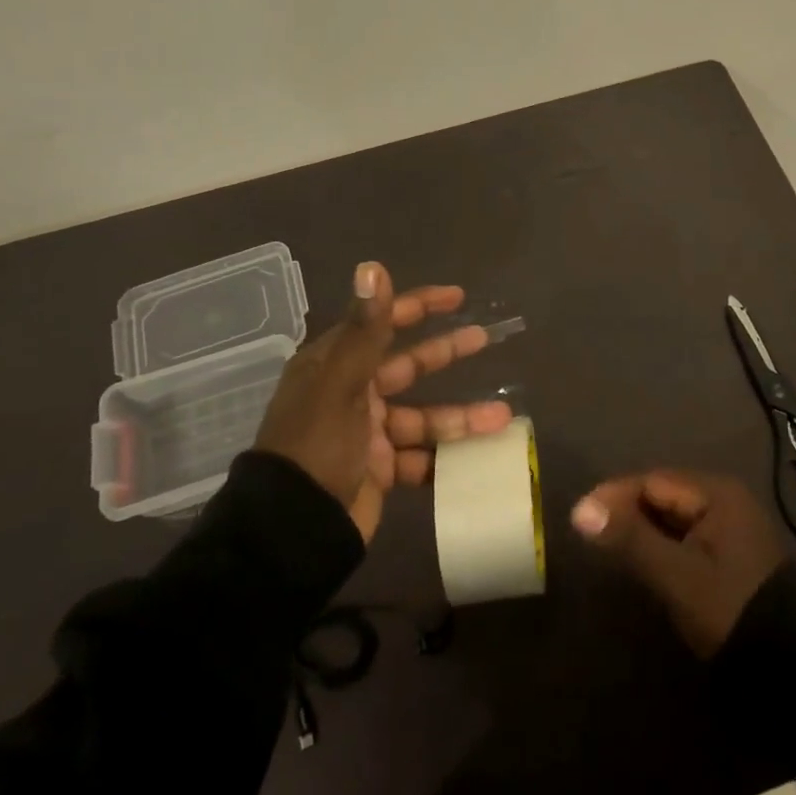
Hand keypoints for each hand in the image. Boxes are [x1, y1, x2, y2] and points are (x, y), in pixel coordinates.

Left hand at [254, 262, 512, 540]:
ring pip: (423, 416)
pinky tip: (478, 456)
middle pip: (408, 366)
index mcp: (336, 366)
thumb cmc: (317, 446)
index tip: (457, 297)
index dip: (419, 307)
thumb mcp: (342, 384)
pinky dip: (447, 457)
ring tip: (501, 417)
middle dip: (446, 353)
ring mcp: (369, 434)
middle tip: (485, 339)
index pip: (382, 324)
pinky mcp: (381, 469)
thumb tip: (372, 265)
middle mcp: (353, 394)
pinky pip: (421, 457)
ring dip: (460, 416)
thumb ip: (366, 329)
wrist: (294, 529)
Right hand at [570, 470, 786, 658]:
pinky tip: (642, 559)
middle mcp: (726, 500)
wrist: (792, 665)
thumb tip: (580, 510)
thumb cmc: (731, 609)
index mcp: (717, 493)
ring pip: (674, 517)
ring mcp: (732, 527)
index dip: (613, 496)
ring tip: (608, 546)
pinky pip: (687, 536)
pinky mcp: (732, 554)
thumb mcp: (676, 575)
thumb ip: (630, 539)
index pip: (653, 481)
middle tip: (589, 532)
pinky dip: (662, 544)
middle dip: (626, 511)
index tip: (579, 516)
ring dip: (642, 528)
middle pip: (664, 495)